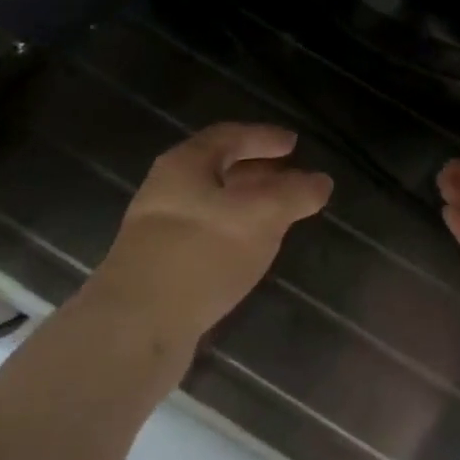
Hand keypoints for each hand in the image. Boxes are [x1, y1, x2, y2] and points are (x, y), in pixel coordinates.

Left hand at [94, 123, 332, 343]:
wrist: (138, 323)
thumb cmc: (202, 252)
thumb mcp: (261, 215)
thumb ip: (294, 194)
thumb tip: (321, 180)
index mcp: (185, 164)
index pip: (229, 136)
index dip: (264, 137)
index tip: (295, 144)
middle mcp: (167, 189)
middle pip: (218, 169)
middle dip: (258, 171)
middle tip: (291, 178)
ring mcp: (160, 229)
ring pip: (212, 204)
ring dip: (247, 204)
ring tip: (279, 217)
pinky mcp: (162, 264)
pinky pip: (206, 235)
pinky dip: (234, 232)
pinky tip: (249, 252)